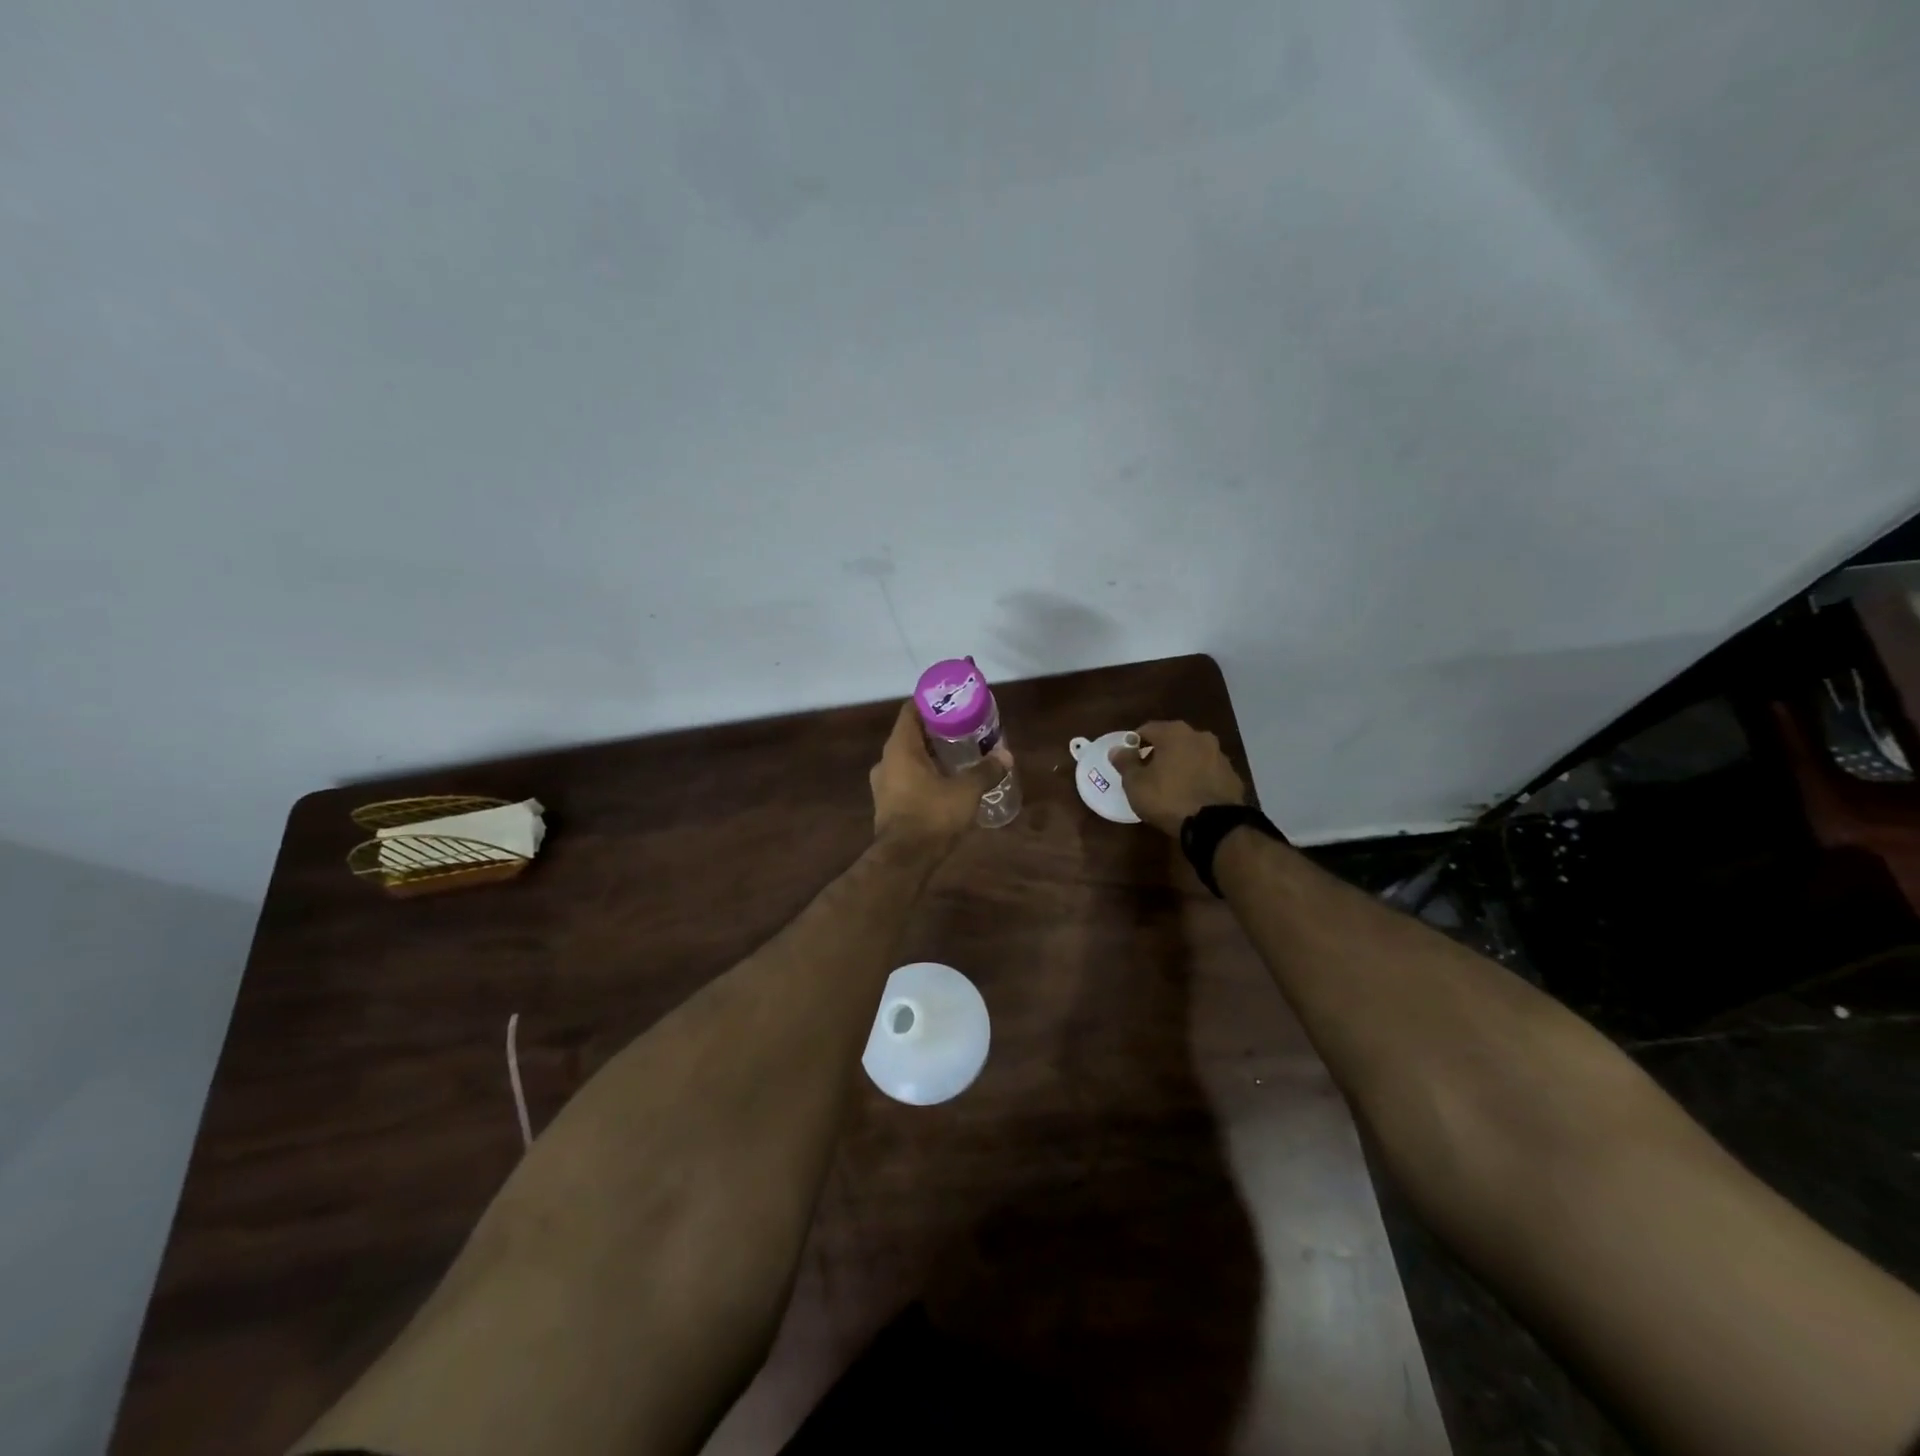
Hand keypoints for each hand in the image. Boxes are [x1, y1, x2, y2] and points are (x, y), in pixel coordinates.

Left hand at [870, 701, 1009, 845]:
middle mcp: (886, 760)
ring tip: (958, 753)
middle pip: (911, 734)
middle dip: (936, 730)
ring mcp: (883, 784)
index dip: (931, 702)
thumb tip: (1006, 757)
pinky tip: (946, 781)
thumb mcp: (966, 791)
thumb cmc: (932, 816)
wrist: (904, 861)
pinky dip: (924, 774)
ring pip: (908, 758)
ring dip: (930, 754)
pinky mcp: (888, 803)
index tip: (952, 700)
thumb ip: (986, 771)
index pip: (911, 710)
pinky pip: (907, 778)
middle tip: (963, 727)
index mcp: (900, 748)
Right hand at [1109, 720, 1246, 835]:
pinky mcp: (1232, 775)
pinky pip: (1207, 772)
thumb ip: (1125, 763)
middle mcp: (1199, 736)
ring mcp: (1220, 755)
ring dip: (1180, 764)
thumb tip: (1117, 749)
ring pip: (1192, 755)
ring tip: (1169, 786)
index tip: (1127, 761)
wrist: (1214, 825)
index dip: (1133, 744)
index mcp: (1174, 732)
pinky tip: (1190, 795)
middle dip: (1158, 753)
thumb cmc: (1168, 798)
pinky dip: (1197, 778)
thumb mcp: (1136, 784)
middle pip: (1172, 740)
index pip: (1146, 729)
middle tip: (1147, 773)